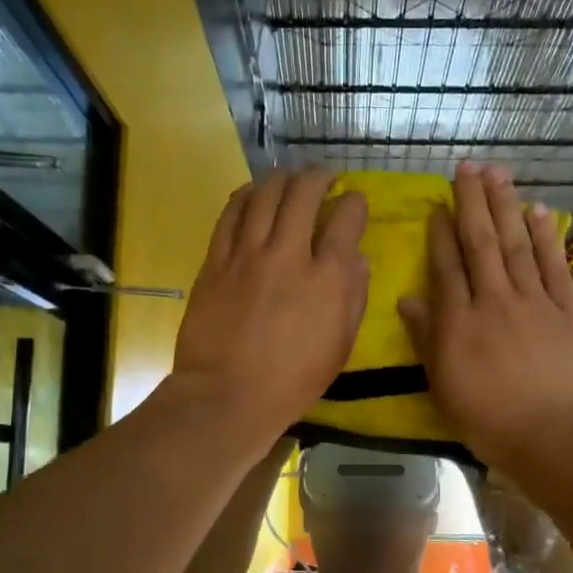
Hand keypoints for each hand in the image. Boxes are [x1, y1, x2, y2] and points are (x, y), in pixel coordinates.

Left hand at [172, 168, 367, 444]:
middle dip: (319, 176)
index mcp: (329, 278)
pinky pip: (231, 213)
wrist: (227, 395)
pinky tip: (253, 193)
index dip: (355, 203)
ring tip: (290, 178)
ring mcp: (248, 254)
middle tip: (324, 177)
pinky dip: (246, 195)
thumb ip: (354, 297)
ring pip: (266, 194)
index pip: (347, 218)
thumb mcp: (340, 346)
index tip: (354, 203)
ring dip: (282, 178)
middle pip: (305, 193)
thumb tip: (356, 259)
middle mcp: (290, 254)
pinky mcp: (216, 260)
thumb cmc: (292, 380)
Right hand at [397, 164, 572, 473]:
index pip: (446, 266)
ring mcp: (534, 301)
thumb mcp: (445, 387)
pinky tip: (539, 211)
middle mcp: (494, 300)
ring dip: (506, 206)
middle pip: (481, 243)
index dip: (441, 233)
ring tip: (498, 174)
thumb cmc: (491, 421)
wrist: (558, 436)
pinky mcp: (568, 309)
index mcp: (459, 323)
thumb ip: (427, 340)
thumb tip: (407, 300)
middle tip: (467, 167)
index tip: (438, 205)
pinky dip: (547, 236)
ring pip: (516, 243)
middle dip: (472, 202)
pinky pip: (555, 264)